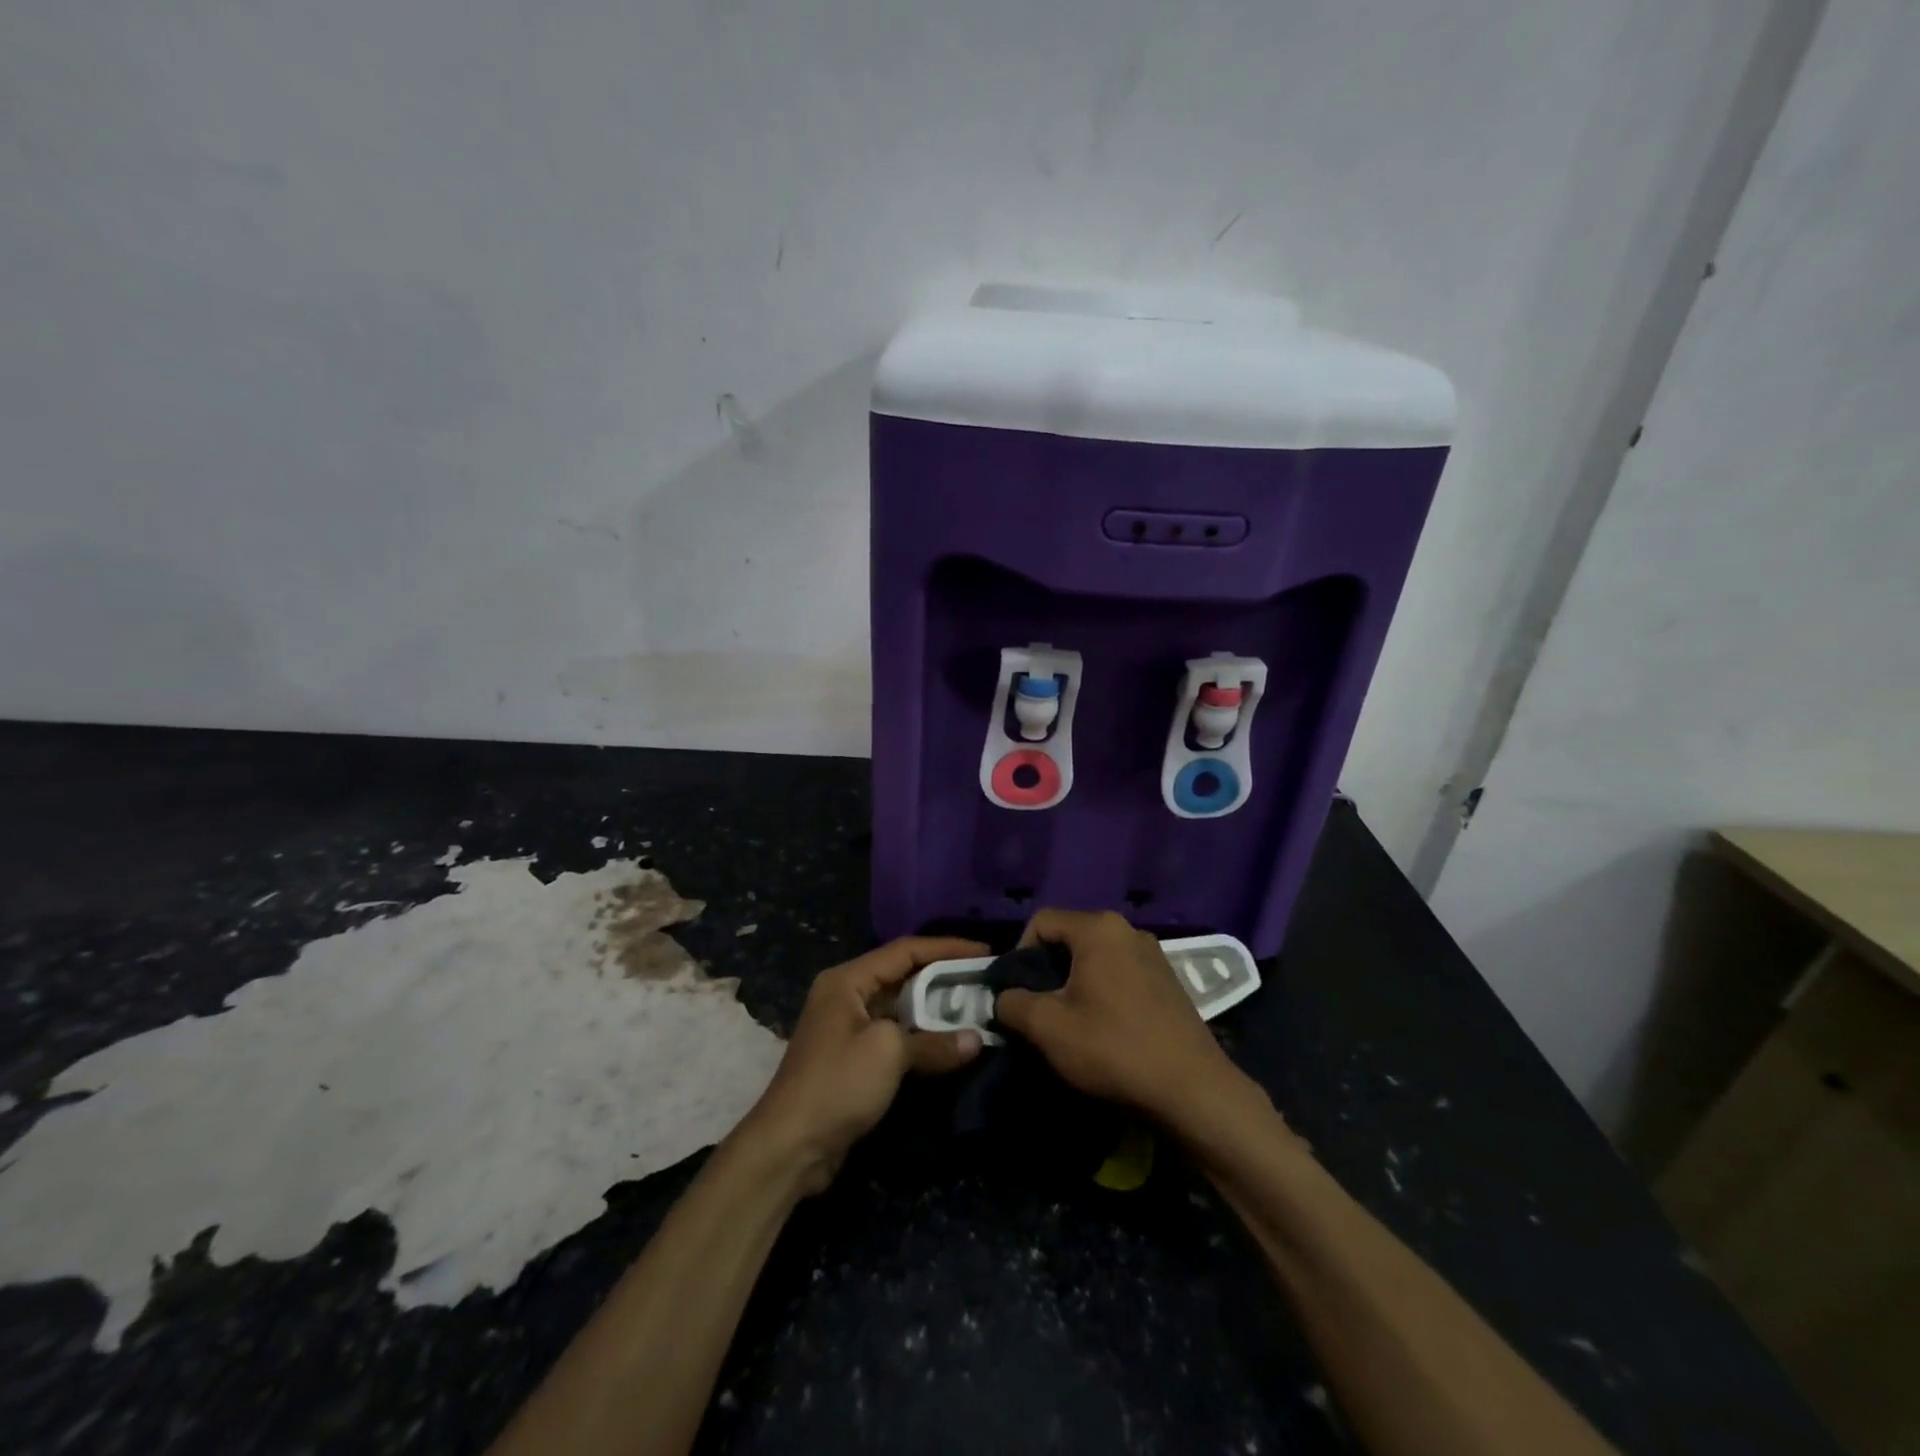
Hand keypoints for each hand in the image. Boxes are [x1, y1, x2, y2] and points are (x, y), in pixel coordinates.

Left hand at [739, 936, 987, 1192]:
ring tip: (974, 1007)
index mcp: (847, 979)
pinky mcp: (853, 1058)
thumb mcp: (889, 1053)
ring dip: (935, 1009)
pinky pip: (895, 1034)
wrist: (789, 1147)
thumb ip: (934, 1041)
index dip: (946, 948)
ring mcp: (848, 1027)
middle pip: (902, 975)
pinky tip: (949, 1042)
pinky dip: (921, 1035)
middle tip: (983, 981)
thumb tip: (976, 1039)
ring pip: (900, 1007)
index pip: (904, 950)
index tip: (984, 953)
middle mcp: (846, 995)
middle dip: (943, 977)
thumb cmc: (837, 1084)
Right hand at [994, 909, 1243, 1127]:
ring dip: (1075, 983)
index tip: (1018, 992)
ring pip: (1096, 957)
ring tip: (1070, 1022)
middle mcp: (1127, 929)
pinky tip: (1104, 1028)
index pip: (1042, 921)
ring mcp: (1153, 954)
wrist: (1191, 1089)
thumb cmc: (1113, 1048)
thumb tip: (1004, 997)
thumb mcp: (1048, 1027)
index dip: (1019, 952)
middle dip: (1047, 970)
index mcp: (1098, 928)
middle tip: (1040, 1009)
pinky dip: (1103, 991)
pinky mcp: (1168, 980)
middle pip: (1070, 938)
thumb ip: (1013, 1003)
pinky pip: (1120, 973)